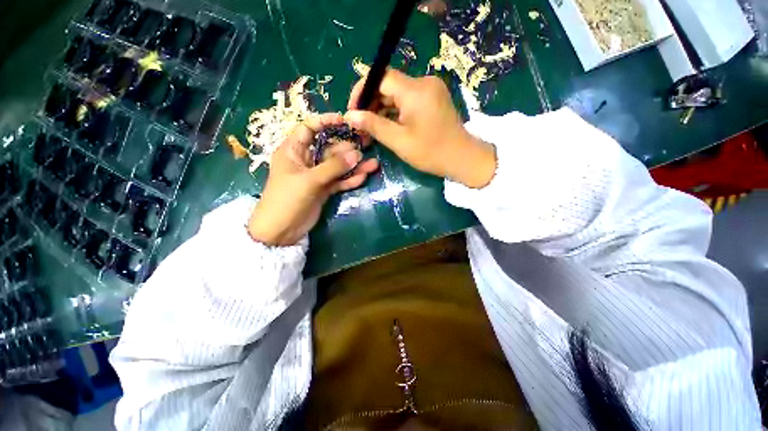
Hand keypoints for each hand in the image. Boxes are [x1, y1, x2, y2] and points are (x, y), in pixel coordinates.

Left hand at [248, 113, 378, 245]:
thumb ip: (334, 167)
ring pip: (338, 167)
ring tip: (373, 164)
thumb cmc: (287, 199)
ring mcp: (317, 176)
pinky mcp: (324, 189)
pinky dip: (350, 180)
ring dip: (354, 166)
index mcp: (294, 150)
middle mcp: (306, 160)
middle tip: (368, 144)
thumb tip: (357, 154)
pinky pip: (339, 181)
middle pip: (329, 149)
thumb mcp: (309, 180)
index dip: (325, 122)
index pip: (309, 129)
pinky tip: (364, 177)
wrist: (281, 230)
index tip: (344, 121)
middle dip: (348, 147)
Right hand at [345, 69, 495, 187]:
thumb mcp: (398, 141)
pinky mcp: (433, 98)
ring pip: (397, 93)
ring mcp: (430, 89)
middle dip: (371, 103)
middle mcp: (423, 82)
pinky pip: (407, 99)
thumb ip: (373, 125)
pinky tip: (387, 125)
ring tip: (371, 128)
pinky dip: (395, 111)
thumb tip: (350, 116)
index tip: (353, 111)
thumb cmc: (430, 153)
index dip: (362, 91)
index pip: (380, 77)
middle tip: (361, 125)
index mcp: (415, 90)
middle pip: (388, 84)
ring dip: (382, 109)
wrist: (462, 158)